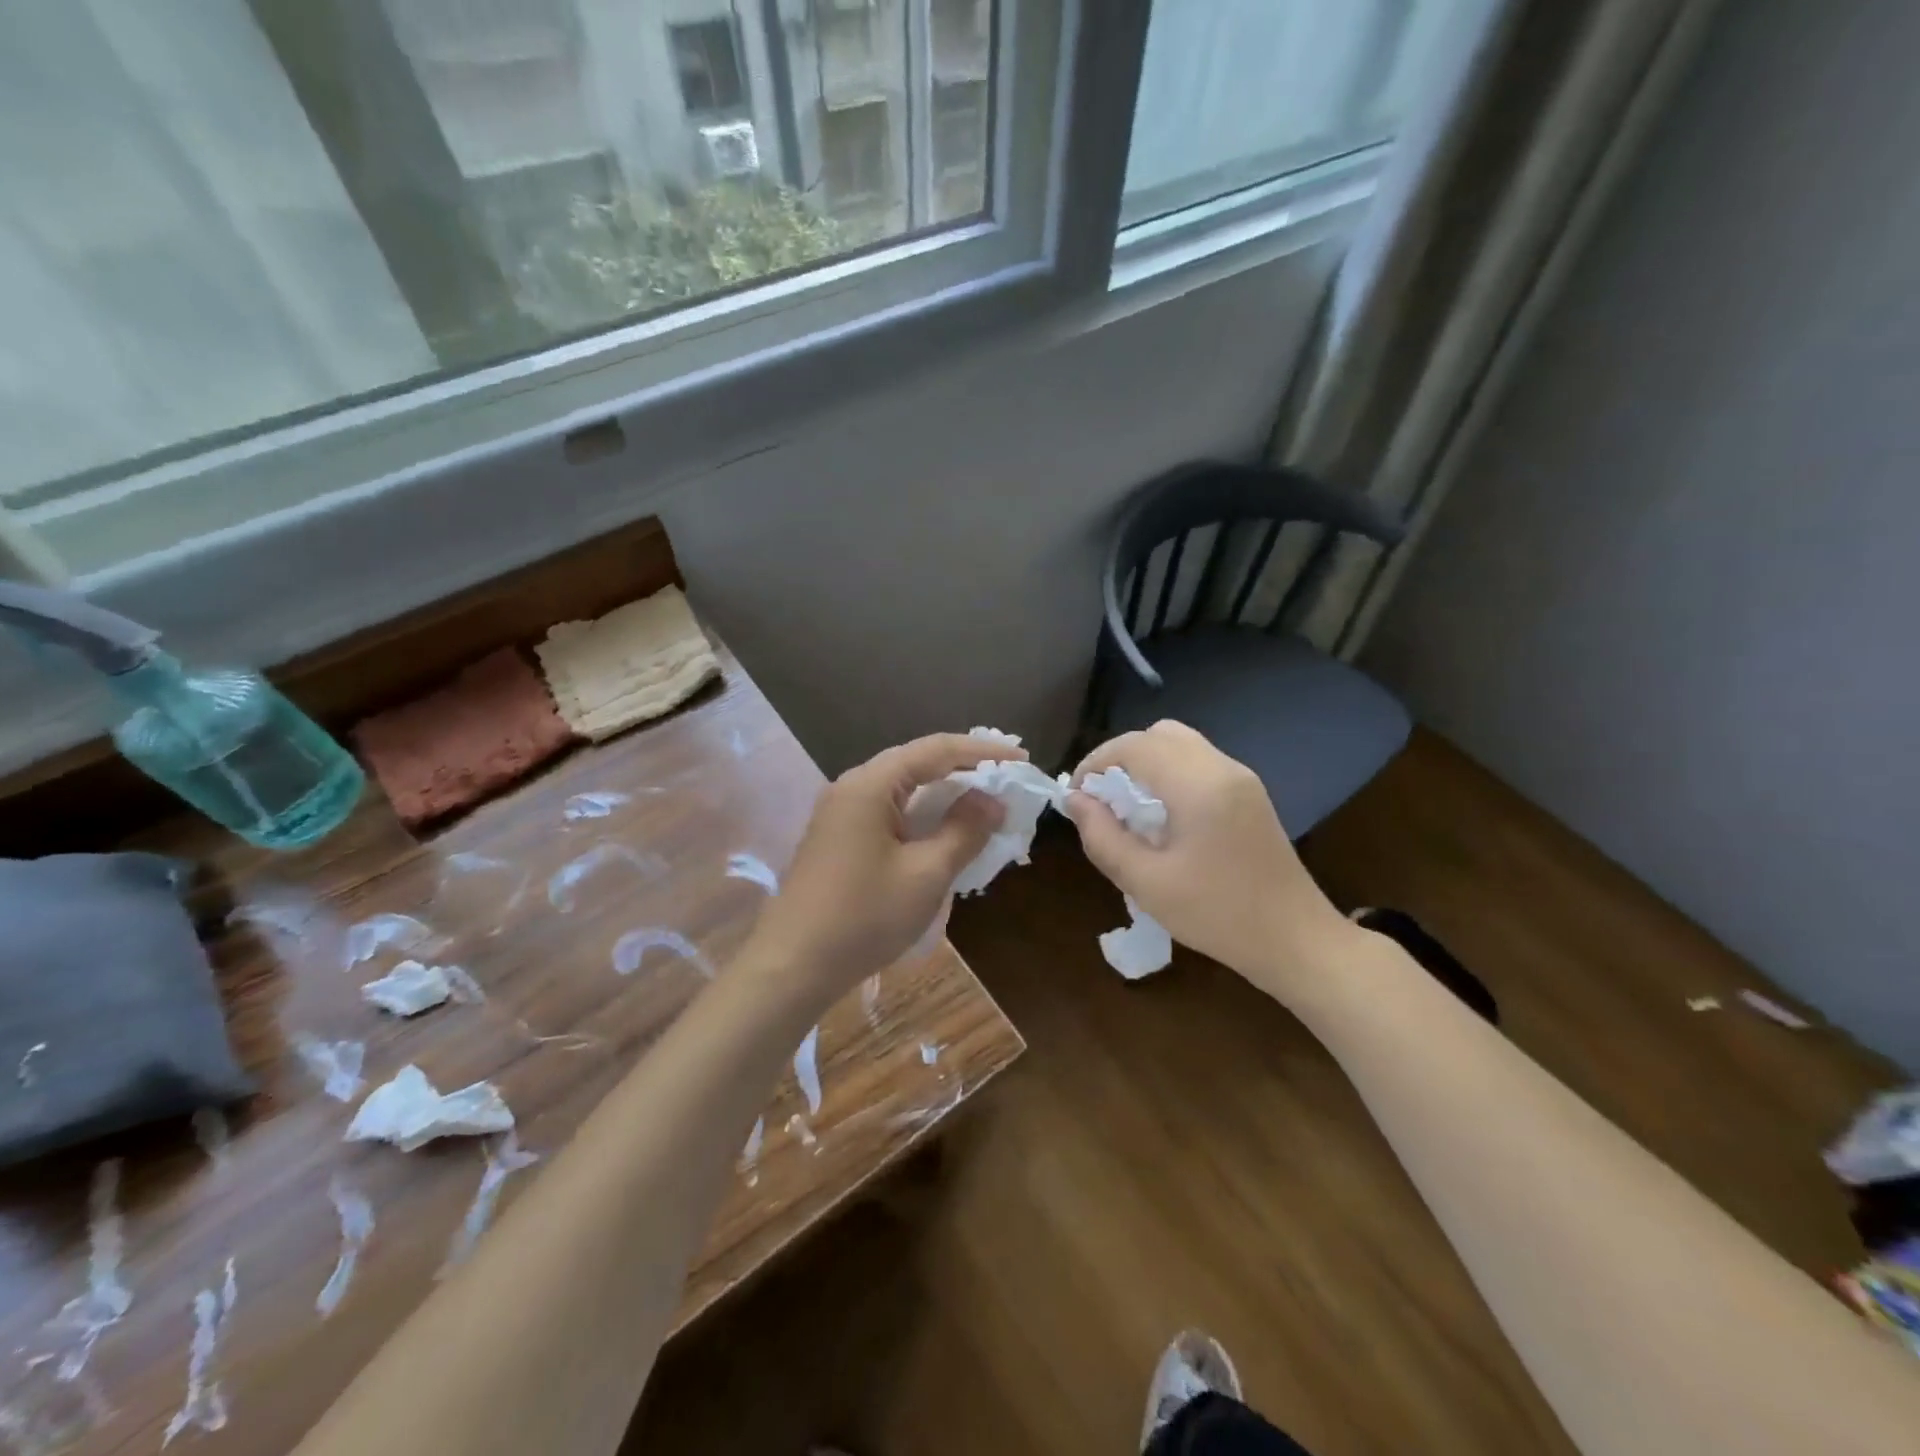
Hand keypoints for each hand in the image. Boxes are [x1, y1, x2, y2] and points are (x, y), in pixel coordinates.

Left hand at [740, 733, 1012, 1007]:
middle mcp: (852, 787)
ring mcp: (840, 813)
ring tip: (983, 806)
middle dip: (964, 770)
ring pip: (902, 790)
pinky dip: (921, 817)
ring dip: (943, 796)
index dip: (982, 752)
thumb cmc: (863, 917)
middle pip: (916, 763)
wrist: (792, 966)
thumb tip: (992, 800)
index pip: (935, 750)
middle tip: (1006, 781)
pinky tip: (943, 835)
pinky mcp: (838, 839)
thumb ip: (964, 831)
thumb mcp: (926, 874)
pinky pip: (888, 813)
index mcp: (871, 784)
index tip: (1022, 760)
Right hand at [1065, 720, 1353, 998]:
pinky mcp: (1250, 794)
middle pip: (1159, 734)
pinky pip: (1199, 763)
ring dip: (1146, 764)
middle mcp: (1222, 768)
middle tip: (1101, 798)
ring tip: (1127, 807)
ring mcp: (1241, 778)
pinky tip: (1161, 816)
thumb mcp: (1146, 883)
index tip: (1076, 796)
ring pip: (1181, 744)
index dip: (1096, 762)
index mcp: (1198, 785)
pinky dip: (1169, 773)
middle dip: (1120, 757)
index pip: (1135, 745)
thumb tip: (1074, 801)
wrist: (1296, 940)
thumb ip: (1102, 837)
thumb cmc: (1217, 915)